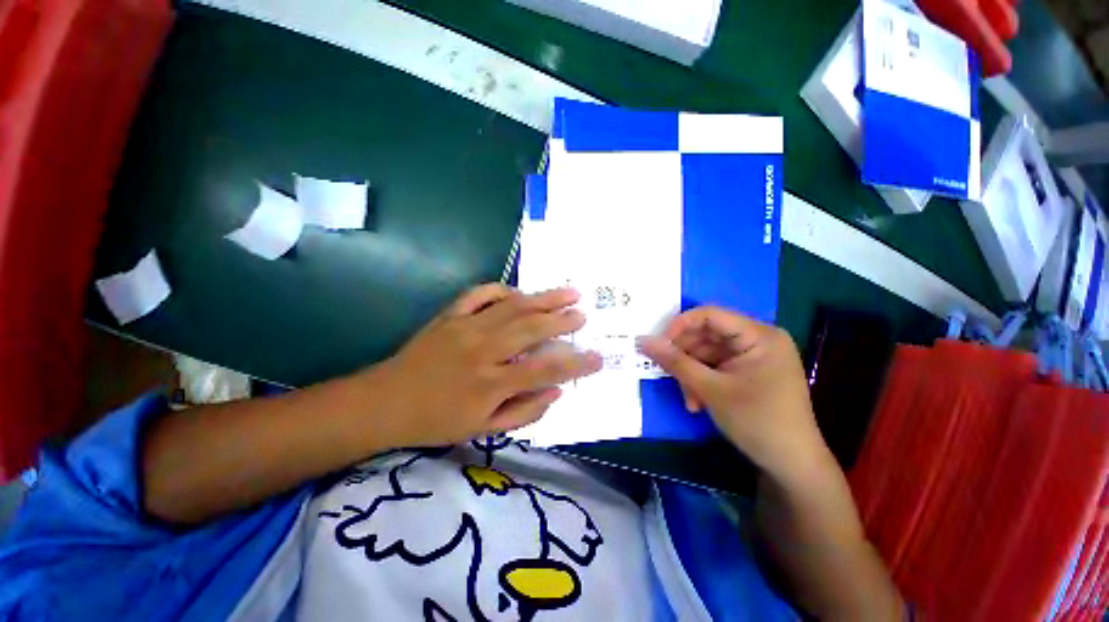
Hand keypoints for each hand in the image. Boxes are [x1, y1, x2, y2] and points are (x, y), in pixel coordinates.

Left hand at [370, 284, 601, 446]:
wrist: (385, 402)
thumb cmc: (437, 422)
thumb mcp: (483, 430)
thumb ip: (525, 412)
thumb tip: (558, 392)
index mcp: (491, 383)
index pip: (544, 370)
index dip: (575, 364)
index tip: (598, 357)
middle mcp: (482, 350)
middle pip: (531, 329)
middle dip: (563, 320)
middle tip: (583, 315)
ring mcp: (465, 327)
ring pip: (513, 307)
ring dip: (544, 298)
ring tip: (569, 292)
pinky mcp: (450, 315)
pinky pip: (480, 294)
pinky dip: (502, 289)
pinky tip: (519, 292)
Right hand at [637, 307, 824, 475]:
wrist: (792, 465)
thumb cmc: (757, 422)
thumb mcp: (711, 390)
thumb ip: (675, 362)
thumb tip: (642, 341)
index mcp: (759, 335)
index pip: (710, 315)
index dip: (680, 325)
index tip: (658, 345)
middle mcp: (757, 339)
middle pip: (706, 335)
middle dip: (685, 358)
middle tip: (669, 376)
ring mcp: (752, 356)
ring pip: (707, 353)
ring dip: (691, 374)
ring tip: (689, 400)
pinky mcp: (747, 371)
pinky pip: (715, 367)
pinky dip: (702, 381)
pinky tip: (698, 403)